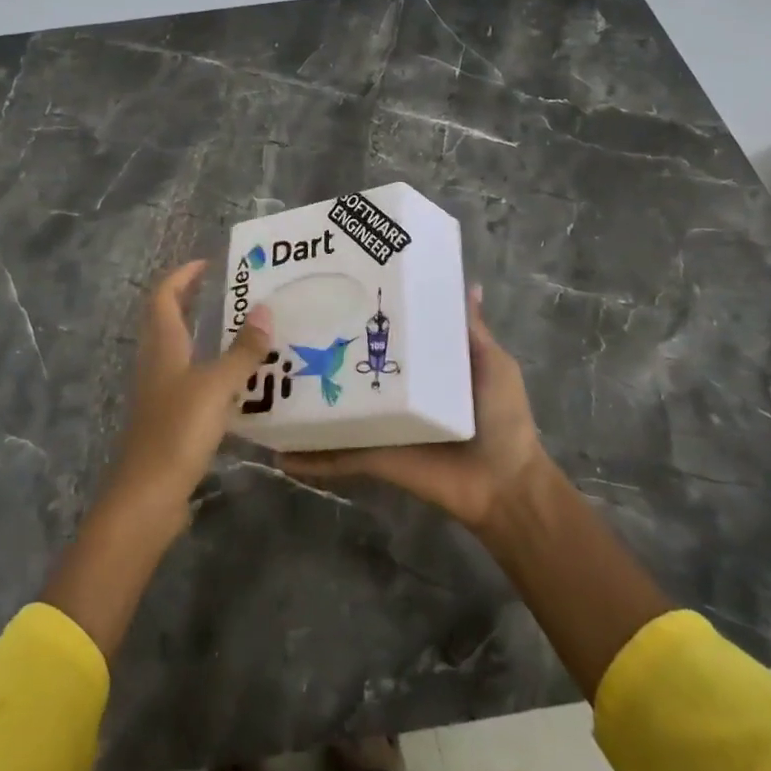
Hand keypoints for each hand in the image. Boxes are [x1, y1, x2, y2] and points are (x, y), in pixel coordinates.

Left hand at [103, 260, 273, 528]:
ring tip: (244, 333)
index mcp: (163, 347)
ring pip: (181, 352)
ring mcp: (160, 393)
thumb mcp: (216, 386)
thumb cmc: (178, 431)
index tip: (209, 263)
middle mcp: (157, 364)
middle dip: (194, 301)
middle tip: (231, 293)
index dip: (182, 276)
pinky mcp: (168, 420)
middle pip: (169, 320)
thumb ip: (243, 351)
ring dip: (205, 336)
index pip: (164, 296)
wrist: (147, 497)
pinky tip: (239, 384)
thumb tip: (265, 310)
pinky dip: (212, 372)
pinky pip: (191, 382)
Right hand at [283, 285, 549, 531]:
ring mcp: (380, 427)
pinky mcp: (374, 457)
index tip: (334, 289)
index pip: (386, 338)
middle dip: (322, 354)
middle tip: (283, 329)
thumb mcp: (492, 365)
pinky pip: (337, 456)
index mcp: (421, 370)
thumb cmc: (502, 418)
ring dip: (305, 403)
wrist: (505, 484)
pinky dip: (310, 457)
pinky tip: (279, 450)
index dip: (363, 318)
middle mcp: (395, 394)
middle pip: (352, 371)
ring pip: (335, 411)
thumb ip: (471, 331)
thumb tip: (470, 286)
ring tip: (266, 382)